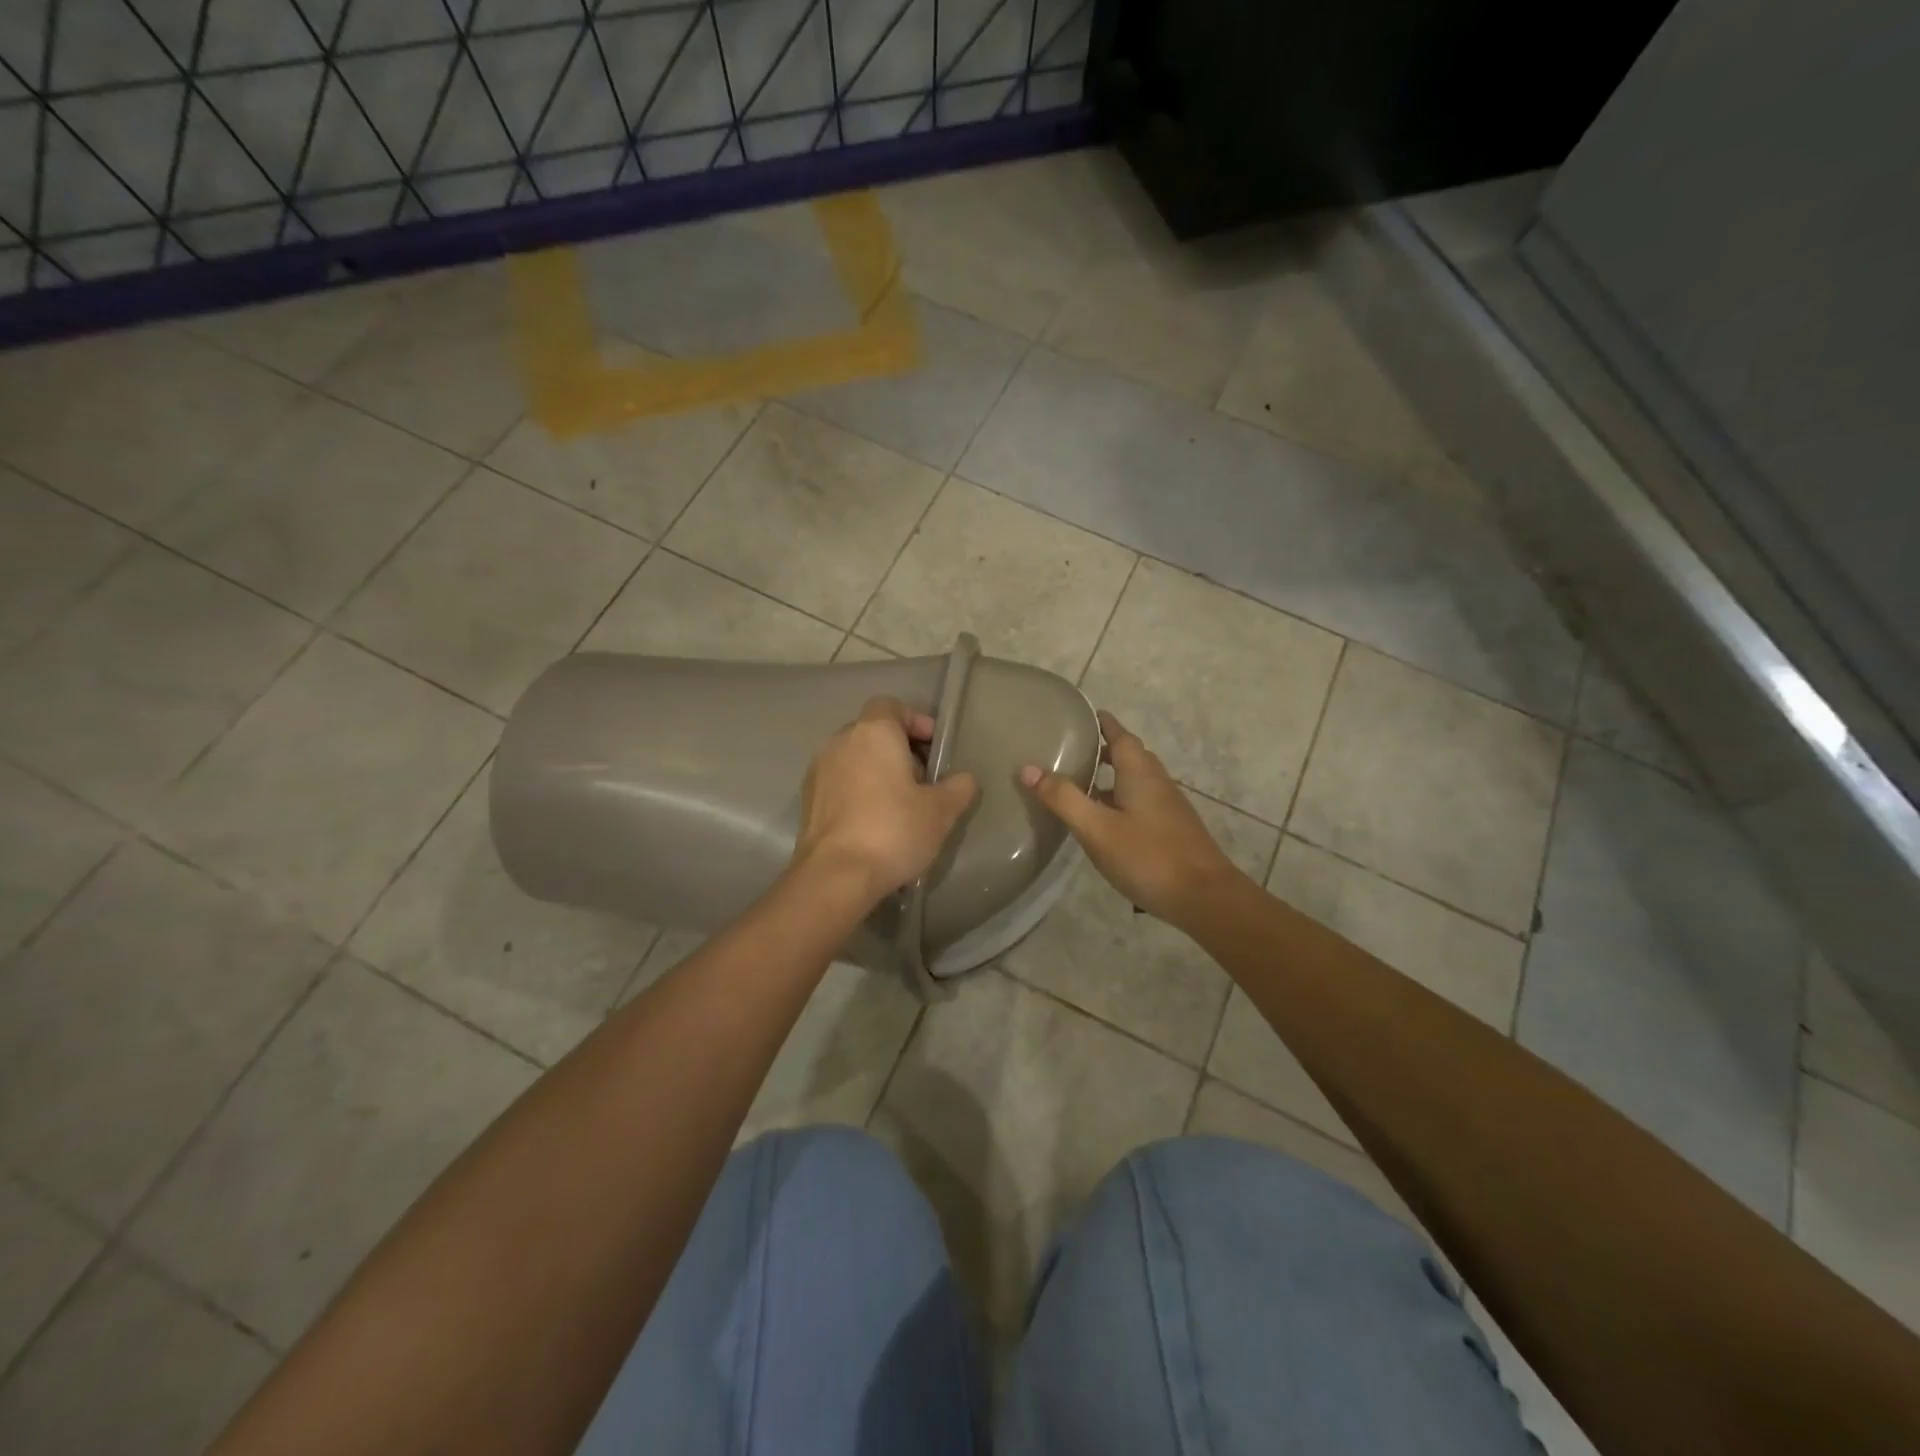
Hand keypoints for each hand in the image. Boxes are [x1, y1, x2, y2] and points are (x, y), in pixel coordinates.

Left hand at [793, 697, 979, 905]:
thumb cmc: (893, 830)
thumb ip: (958, 787)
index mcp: (873, 733)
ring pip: (854, 758)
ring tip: (900, 804)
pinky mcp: (807, 800)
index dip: (916, 721)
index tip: (934, 748)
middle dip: (899, 749)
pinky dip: (857, 791)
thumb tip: (964, 779)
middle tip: (923, 780)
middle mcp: (840, 742)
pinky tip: (874, 822)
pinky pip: (839, 782)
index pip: (891, 705)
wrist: (835, 876)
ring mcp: (818, 770)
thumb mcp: (941, 811)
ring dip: (877, 771)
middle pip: (873, 731)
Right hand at [1021, 710, 1247, 930]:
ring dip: (1111, 776)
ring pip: (1135, 780)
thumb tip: (1027, 768)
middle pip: (1130, 755)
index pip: (1120, 735)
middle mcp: (1157, 782)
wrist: (1205, 898)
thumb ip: (1063, 798)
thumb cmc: (1148, 857)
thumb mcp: (1097, 829)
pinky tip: (1104, 821)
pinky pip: (1141, 802)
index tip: (1080, 716)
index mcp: (1140, 772)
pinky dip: (1120, 799)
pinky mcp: (1171, 829)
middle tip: (1072, 749)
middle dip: (1104, 748)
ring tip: (1080, 783)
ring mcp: (1168, 807)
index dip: (1102, 723)